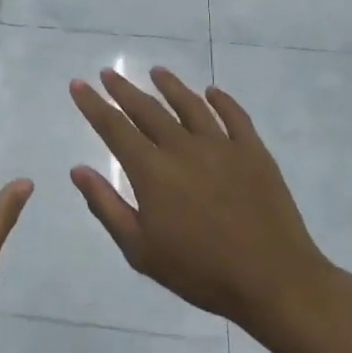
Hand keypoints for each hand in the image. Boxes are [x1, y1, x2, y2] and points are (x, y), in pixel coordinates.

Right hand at [70, 68, 337, 330]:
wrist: (273, 281)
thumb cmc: (199, 271)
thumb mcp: (139, 249)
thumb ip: (106, 206)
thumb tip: (78, 170)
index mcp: (152, 171)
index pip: (114, 127)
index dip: (94, 104)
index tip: (78, 84)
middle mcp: (183, 148)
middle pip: (147, 109)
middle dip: (123, 89)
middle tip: (108, 72)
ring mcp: (222, 146)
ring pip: (190, 105)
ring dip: (170, 85)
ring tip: (156, 71)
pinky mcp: (254, 152)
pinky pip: (235, 116)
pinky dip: (222, 100)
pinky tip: (212, 91)